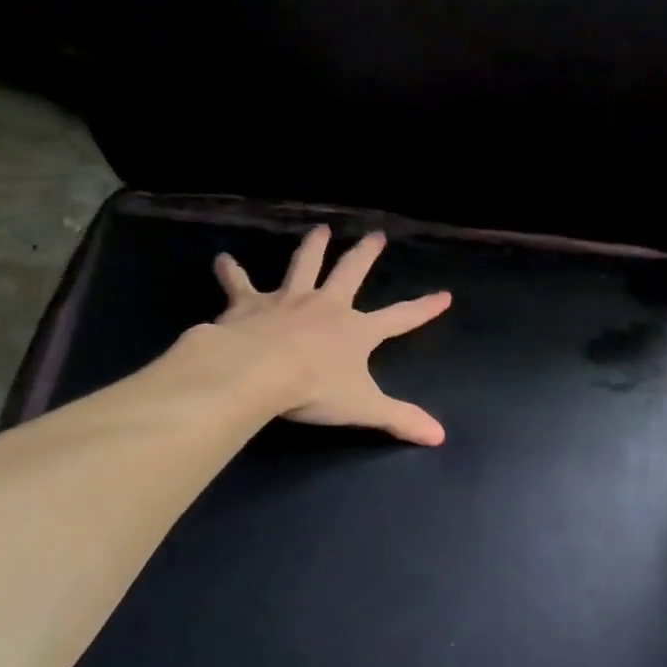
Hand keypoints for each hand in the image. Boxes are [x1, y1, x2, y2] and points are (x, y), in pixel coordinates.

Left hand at [203, 224, 451, 444]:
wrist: (257, 372)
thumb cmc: (314, 389)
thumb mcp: (365, 408)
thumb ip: (401, 419)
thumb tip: (440, 436)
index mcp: (357, 331)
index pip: (400, 318)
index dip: (424, 308)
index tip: (444, 295)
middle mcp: (326, 306)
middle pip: (351, 273)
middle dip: (366, 254)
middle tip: (376, 235)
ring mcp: (288, 300)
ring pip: (303, 266)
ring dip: (313, 247)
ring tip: (320, 230)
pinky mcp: (249, 304)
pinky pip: (239, 283)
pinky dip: (231, 271)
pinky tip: (222, 259)